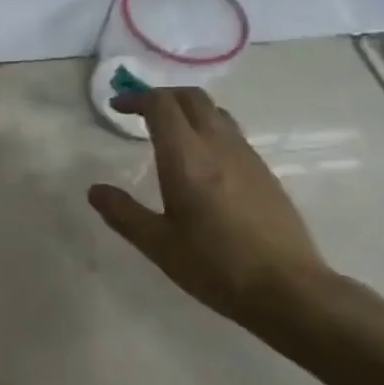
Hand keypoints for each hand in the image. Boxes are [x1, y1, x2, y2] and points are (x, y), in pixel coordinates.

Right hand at [87, 87, 333, 323]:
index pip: (161, 105)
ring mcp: (247, 156)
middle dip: (162, 96)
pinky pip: (231, 134)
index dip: (136, 98)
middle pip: (191, 98)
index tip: (117, 107)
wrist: (288, 289)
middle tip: (139, 112)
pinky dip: (208, 130)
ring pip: (215, 112)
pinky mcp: (264, 173)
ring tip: (168, 132)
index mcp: (186, 157)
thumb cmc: (215, 265)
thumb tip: (95, 191)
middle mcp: (218, 145)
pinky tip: (200, 161)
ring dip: (187, 110)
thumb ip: (123, 213)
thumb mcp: (158, 244)